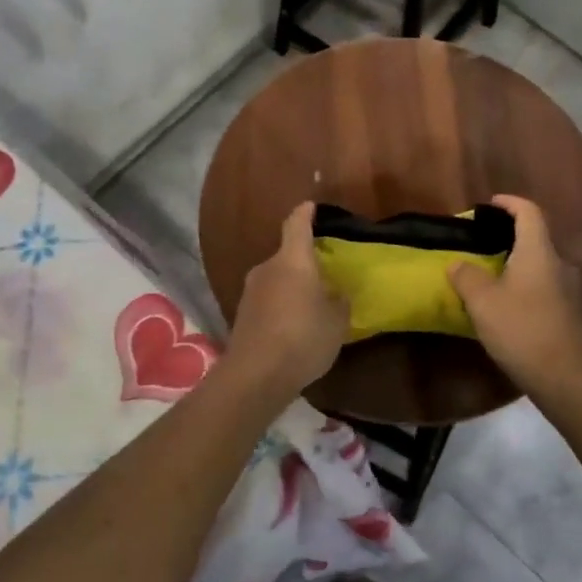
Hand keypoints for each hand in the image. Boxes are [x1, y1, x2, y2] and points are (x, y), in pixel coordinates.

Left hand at [224, 203, 349, 395]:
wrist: (255, 375)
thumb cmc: (303, 338)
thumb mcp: (337, 322)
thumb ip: (339, 302)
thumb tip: (337, 293)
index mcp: (292, 260)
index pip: (296, 225)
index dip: (305, 214)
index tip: (311, 206)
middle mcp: (267, 268)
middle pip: (287, 256)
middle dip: (304, 262)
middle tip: (325, 274)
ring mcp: (250, 292)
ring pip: (276, 279)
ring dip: (292, 287)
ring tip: (312, 304)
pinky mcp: (242, 315)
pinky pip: (268, 301)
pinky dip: (281, 306)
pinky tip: (294, 326)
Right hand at [448, 196, 581, 396]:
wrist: (563, 376)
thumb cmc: (520, 329)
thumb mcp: (482, 301)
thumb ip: (466, 276)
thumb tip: (458, 264)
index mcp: (538, 252)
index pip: (529, 212)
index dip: (509, 203)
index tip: (489, 204)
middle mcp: (557, 263)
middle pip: (535, 236)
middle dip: (508, 234)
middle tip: (481, 241)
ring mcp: (566, 288)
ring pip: (538, 263)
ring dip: (515, 261)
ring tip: (488, 272)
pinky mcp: (567, 311)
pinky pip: (542, 284)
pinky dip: (523, 282)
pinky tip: (505, 301)